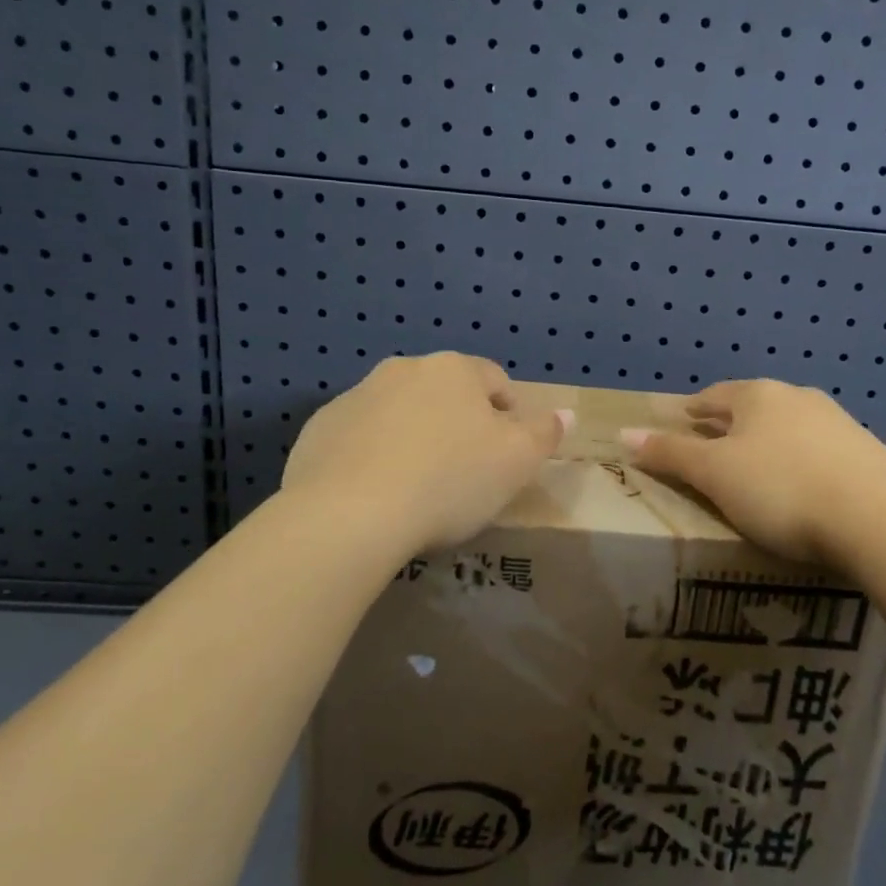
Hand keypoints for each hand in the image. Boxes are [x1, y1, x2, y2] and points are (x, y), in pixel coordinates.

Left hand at [280, 353, 569, 554]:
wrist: (348, 515)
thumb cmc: (448, 481)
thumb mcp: (517, 461)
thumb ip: (545, 433)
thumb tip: (566, 412)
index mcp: (454, 370)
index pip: (495, 381)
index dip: (508, 415)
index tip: (506, 455)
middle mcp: (403, 370)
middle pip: (444, 394)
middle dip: (457, 424)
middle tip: (464, 473)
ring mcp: (355, 397)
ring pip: (399, 413)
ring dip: (413, 437)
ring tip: (417, 488)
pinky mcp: (319, 430)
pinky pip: (359, 439)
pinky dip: (371, 457)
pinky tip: (375, 495)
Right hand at [623, 380, 885, 567]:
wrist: (874, 519)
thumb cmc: (779, 490)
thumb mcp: (714, 475)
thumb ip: (670, 453)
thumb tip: (624, 433)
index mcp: (759, 396)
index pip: (715, 396)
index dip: (693, 410)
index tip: (681, 422)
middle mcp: (799, 398)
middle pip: (753, 408)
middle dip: (731, 425)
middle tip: (712, 445)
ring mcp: (839, 423)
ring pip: (789, 427)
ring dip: (769, 441)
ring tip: (756, 467)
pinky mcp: (867, 453)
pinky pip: (820, 451)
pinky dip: (801, 461)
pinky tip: (802, 485)